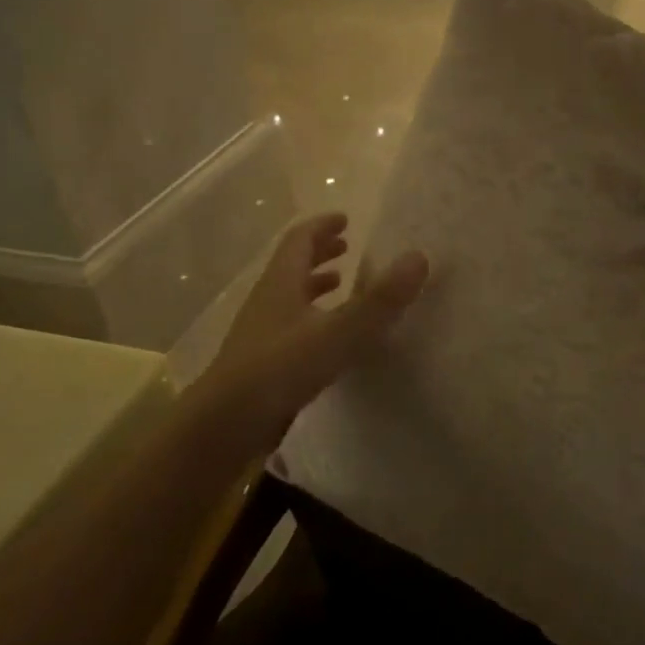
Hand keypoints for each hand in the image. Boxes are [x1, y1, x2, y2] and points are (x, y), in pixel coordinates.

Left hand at [205, 213, 427, 454]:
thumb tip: (418, 257)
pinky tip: (329, 338)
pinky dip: (312, 319)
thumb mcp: (339, 332)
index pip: (300, 239)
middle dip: (320, 252)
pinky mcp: (262, 362)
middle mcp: (268, 300)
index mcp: (281, 282)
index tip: (346, 220)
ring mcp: (262, 332)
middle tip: (347, 248)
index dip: (322, 226)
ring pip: (290, 297)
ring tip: (341, 286)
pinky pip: (291, 326)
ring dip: (315, 285)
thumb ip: (380, 299)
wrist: (225, 425)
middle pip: (292, 265)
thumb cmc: (281, 368)